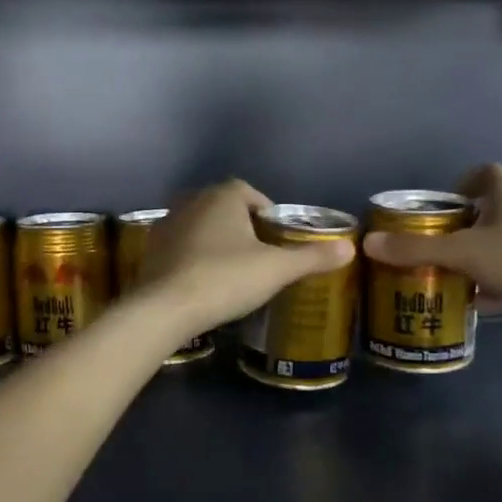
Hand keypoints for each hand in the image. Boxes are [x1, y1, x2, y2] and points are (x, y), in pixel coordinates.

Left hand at [137, 180, 353, 337]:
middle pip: (225, 209)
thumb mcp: (277, 269)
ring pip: (201, 227)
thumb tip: (351, 248)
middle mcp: (191, 201)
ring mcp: (167, 225)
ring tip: (234, 272)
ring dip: (217, 242)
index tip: (278, 240)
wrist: (166, 308)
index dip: (268, 214)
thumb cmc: (226, 279)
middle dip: (242, 228)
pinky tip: (205, 282)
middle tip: (260, 257)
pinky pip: (182, 248)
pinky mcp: (151, 251)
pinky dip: (195, 258)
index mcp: (223, 196)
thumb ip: (312, 257)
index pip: (251, 193)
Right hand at [362, 163, 501, 312]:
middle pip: (493, 208)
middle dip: (466, 227)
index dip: (460, 184)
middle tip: (441, 245)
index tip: (441, 207)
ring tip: (458, 275)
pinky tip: (487, 301)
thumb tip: (369, 242)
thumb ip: (416, 249)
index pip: (483, 173)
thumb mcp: (462, 254)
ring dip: (483, 255)